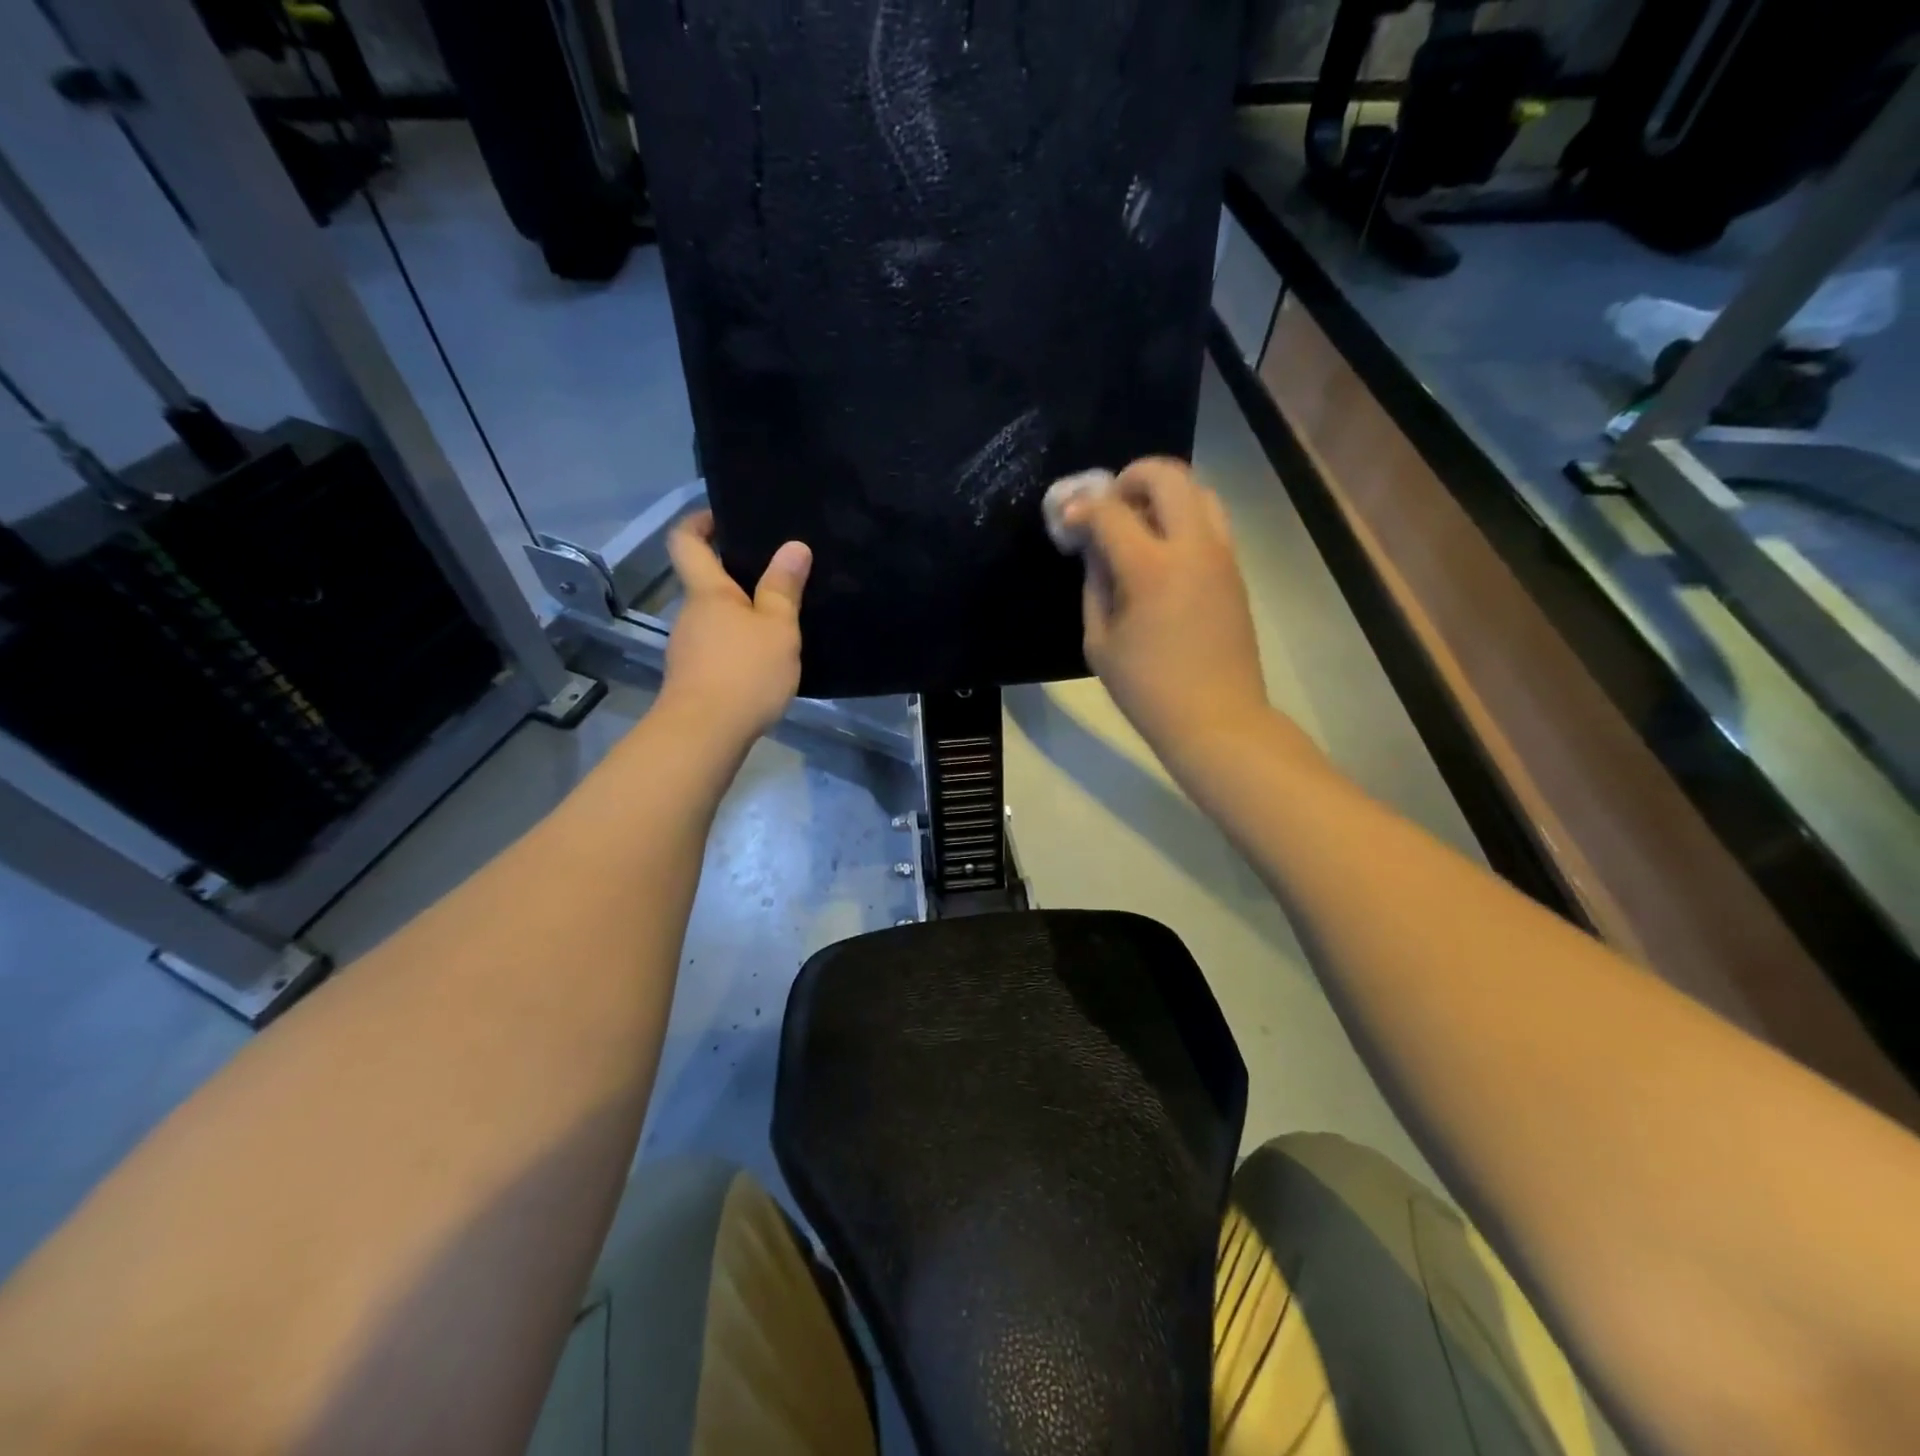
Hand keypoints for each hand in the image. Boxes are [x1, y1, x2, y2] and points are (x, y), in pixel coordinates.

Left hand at [659, 511, 811, 741]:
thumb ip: (784, 588)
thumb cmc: (744, 671)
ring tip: (778, 621)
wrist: (705, 734)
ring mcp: (687, 648)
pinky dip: (737, 646)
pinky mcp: (694, 678)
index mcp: (707, 592)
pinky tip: (764, 661)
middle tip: (775, 575)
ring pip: (713, 618)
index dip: (698, 522)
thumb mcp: (777, 628)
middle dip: (733, 575)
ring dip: (739, 615)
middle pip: (704, 582)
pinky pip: (716, 648)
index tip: (721, 516)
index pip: (686, 541)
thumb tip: (794, 546)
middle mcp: (690, 614)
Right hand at [1064, 457, 1269, 760]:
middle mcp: (1192, 547)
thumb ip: (1095, 585)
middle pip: (1167, 475)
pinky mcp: (1234, 570)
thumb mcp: (1100, 642)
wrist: (1216, 719)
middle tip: (1110, 505)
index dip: (1081, 508)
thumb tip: (1094, 550)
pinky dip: (1183, 517)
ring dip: (1164, 493)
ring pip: (1199, 490)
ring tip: (1138, 523)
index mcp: (1151, 569)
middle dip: (1131, 477)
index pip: (1110, 511)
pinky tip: (1161, 550)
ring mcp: (1221, 555)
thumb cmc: (1147, 689)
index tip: (1066, 521)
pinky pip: (1210, 521)